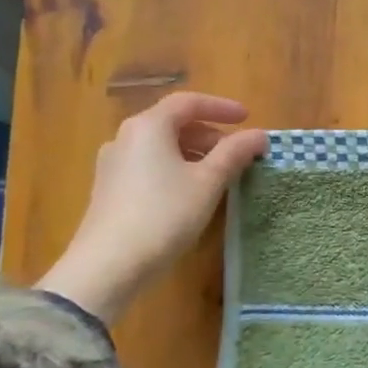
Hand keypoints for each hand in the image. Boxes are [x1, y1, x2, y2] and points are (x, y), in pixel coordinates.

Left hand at [36, 92, 267, 322]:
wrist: (109, 265)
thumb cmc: (164, 214)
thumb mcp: (208, 181)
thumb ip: (235, 153)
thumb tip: (259, 135)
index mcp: (148, 126)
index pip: (188, 102)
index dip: (221, 107)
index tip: (247, 118)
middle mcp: (125, 138)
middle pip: (173, 123)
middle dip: (210, 134)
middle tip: (237, 152)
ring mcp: (113, 164)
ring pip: (161, 146)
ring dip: (194, 153)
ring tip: (219, 174)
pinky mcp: (109, 190)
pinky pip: (149, 166)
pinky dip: (175, 168)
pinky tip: (191, 192)